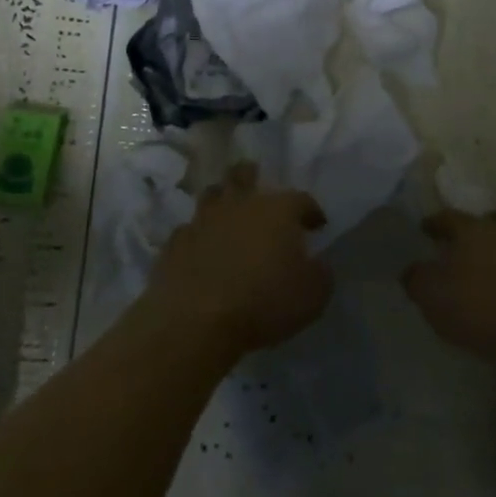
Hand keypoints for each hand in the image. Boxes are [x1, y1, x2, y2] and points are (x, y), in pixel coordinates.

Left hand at [147, 163, 332, 356]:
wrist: (198, 320)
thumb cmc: (265, 303)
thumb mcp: (314, 295)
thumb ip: (319, 273)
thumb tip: (316, 263)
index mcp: (278, 210)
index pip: (301, 200)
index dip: (311, 211)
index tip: (316, 226)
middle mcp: (240, 204)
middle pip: (245, 175)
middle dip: (253, 178)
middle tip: (259, 191)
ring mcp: (203, 220)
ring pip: (212, 195)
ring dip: (222, 200)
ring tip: (228, 215)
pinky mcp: (176, 242)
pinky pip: (189, 230)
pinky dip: (198, 236)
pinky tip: (201, 249)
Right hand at [402, 210, 495, 381]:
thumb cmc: (478, 304)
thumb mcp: (431, 294)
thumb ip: (417, 279)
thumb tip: (411, 270)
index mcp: (474, 228)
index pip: (450, 217)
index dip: (435, 223)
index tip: (425, 227)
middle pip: (493, 220)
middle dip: (481, 227)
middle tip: (468, 240)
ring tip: (491, 267)